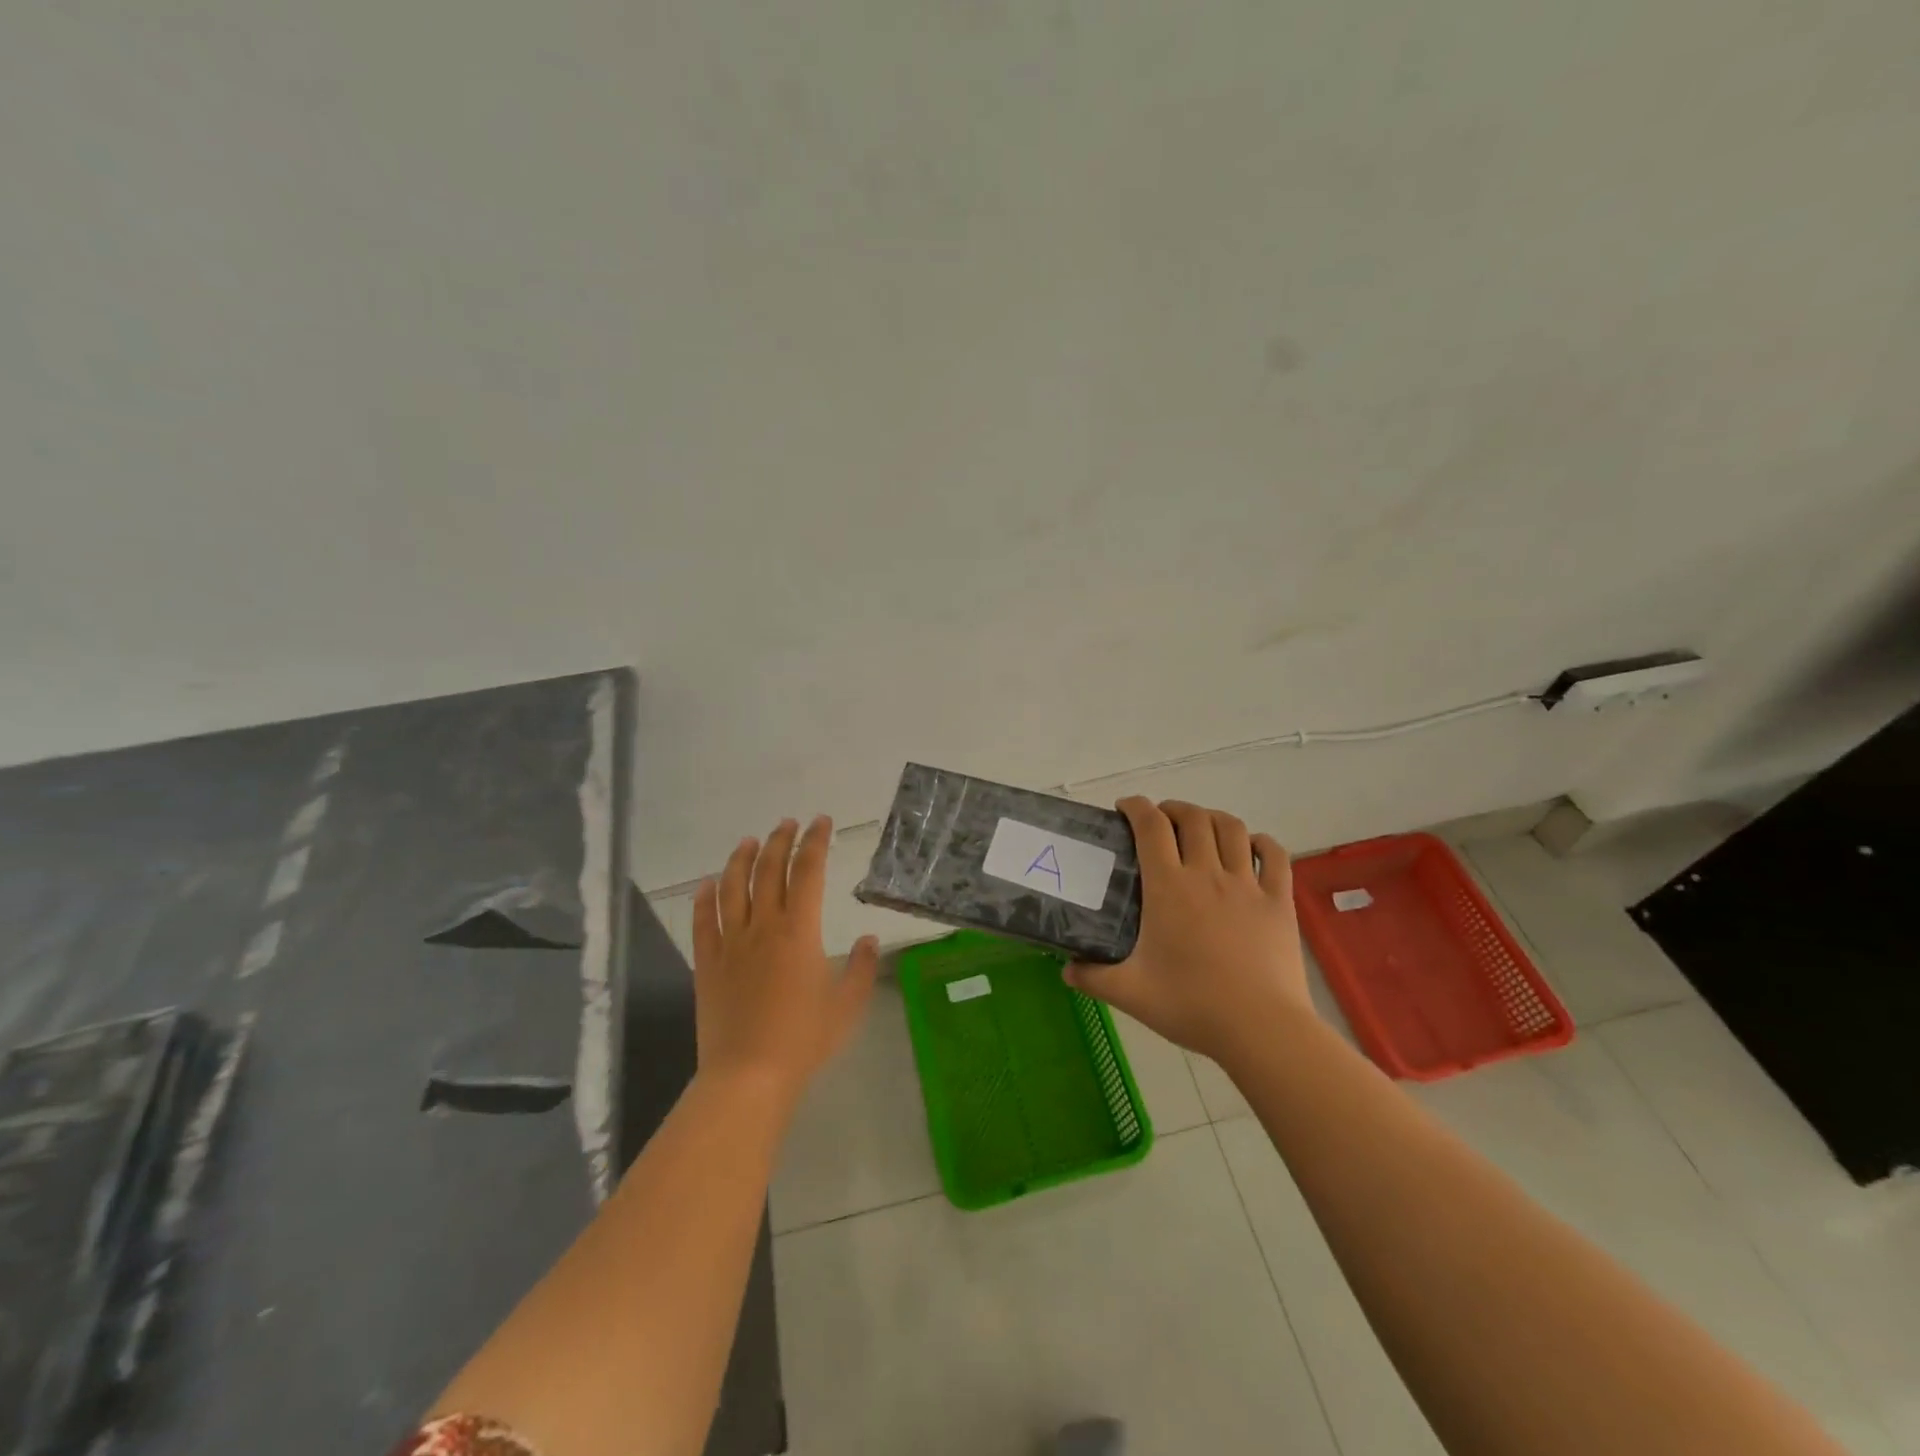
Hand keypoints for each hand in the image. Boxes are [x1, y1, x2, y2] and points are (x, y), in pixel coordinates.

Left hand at [691, 816, 878, 1103]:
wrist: (747, 1076)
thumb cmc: (804, 1040)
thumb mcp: (847, 1006)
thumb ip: (863, 968)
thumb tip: (869, 938)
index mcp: (800, 931)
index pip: (808, 872)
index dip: (815, 842)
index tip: (821, 822)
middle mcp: (763, 926)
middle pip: (769, 870)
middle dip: (780, 841)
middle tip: (789, 824)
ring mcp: (731, 943)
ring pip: (732, 887)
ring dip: (741, 859)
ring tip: (749, 842)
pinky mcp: (707, 963)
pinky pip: (703, 921)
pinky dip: (704, 897)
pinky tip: (707, 884)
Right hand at [1065, 798, 1309, 1063]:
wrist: (1261, 1028)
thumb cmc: (1191, 1005)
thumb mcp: (1130, 994)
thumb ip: (1092, 978)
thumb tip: (1066, 970)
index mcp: (1168, 887)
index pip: (1150, 826)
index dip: (1136, 807)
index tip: (1124, 808)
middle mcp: (1207, 874)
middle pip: (1193, 818)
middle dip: (1173, 808)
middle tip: (1161, 820)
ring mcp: (1248, 885)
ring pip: (1233, 828)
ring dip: (1213, 817)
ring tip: (1201, 826)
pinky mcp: (1279, 901)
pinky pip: (1275, 855)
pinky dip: (1261, 841)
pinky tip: (1252, 846)